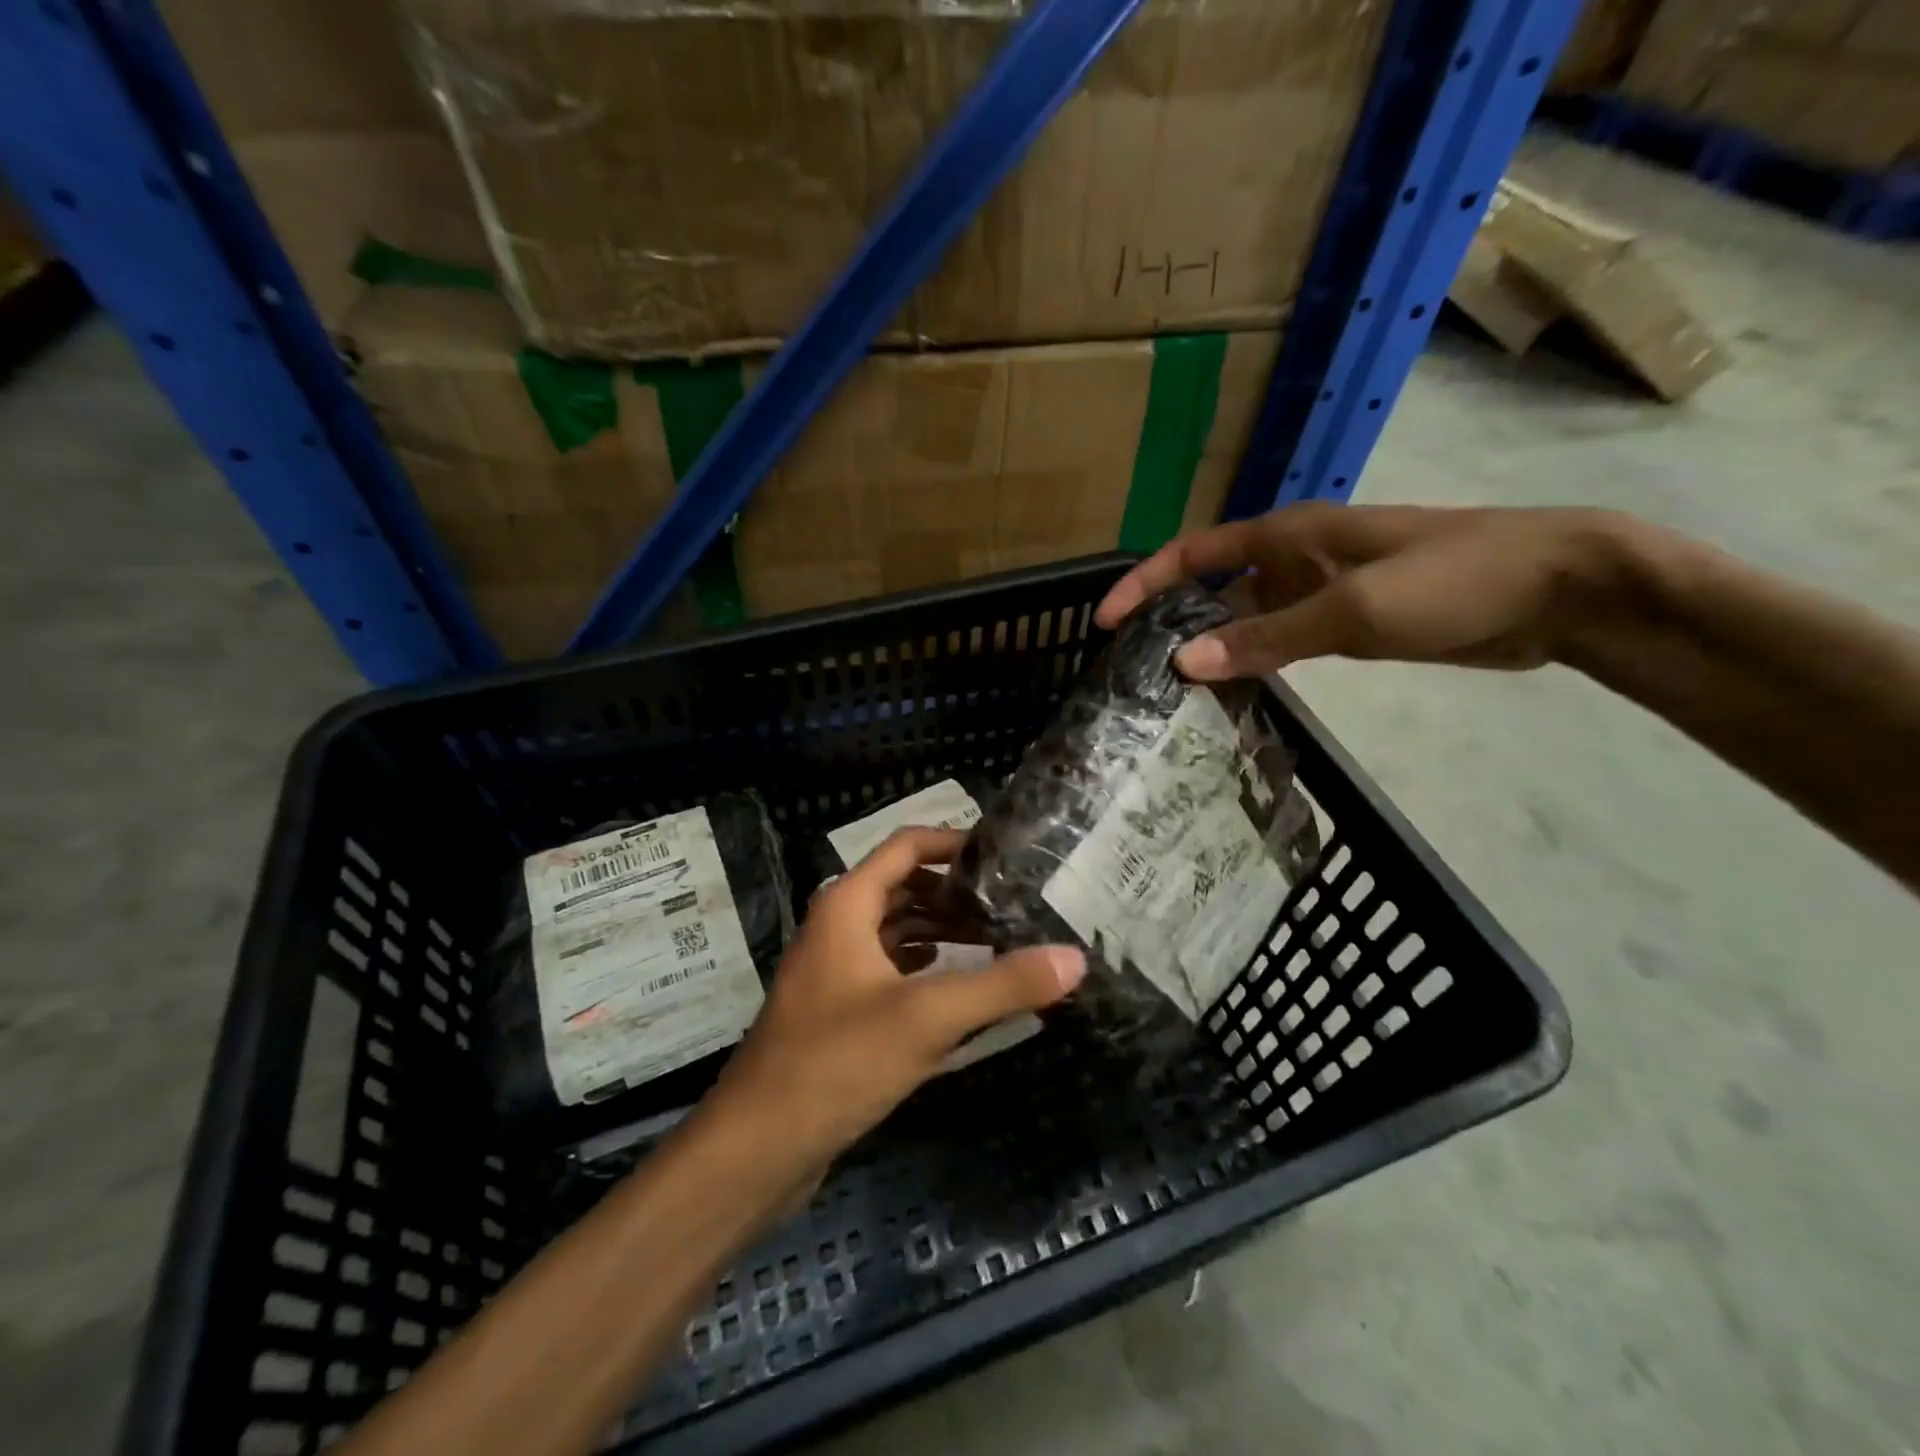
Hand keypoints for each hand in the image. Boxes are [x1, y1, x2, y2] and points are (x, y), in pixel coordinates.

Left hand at [704, 827, 1084, 1167]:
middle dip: (956, 892)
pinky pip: (889, 969)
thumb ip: (1002, 985)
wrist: (757, 1147)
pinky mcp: (837, 1010)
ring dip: (942, 931)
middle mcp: (837, 926)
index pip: (907, 846)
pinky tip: (960, 986)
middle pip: (904, 886)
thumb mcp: (927, 1018)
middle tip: (1015, 904)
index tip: (1006, 857)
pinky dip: (925, 967)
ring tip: (1001, 940)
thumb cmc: (836, 1062)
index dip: (954, 843)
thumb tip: (1075, 958)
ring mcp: (834, 970)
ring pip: (896, 930)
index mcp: (848, 905)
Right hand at [1095, 504, 1633, 679]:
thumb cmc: (1453, 581)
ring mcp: (1319, 593)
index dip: (1143, 584)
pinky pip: (1278, 642)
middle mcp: (1293, 559)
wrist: (1558, 590)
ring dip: (1208, 649)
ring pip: (1242, 619)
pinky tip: (1233, 695)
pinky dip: (1250, 663)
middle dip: (1168, 621)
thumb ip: (1266, 637)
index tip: (1104, 623)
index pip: (1192, 553)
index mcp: (1287, 536)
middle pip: (1210, 588)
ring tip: (1169, 694)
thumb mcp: (1352, 612)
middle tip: (1131, 672)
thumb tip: (1184, 665)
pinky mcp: (1344, 624)